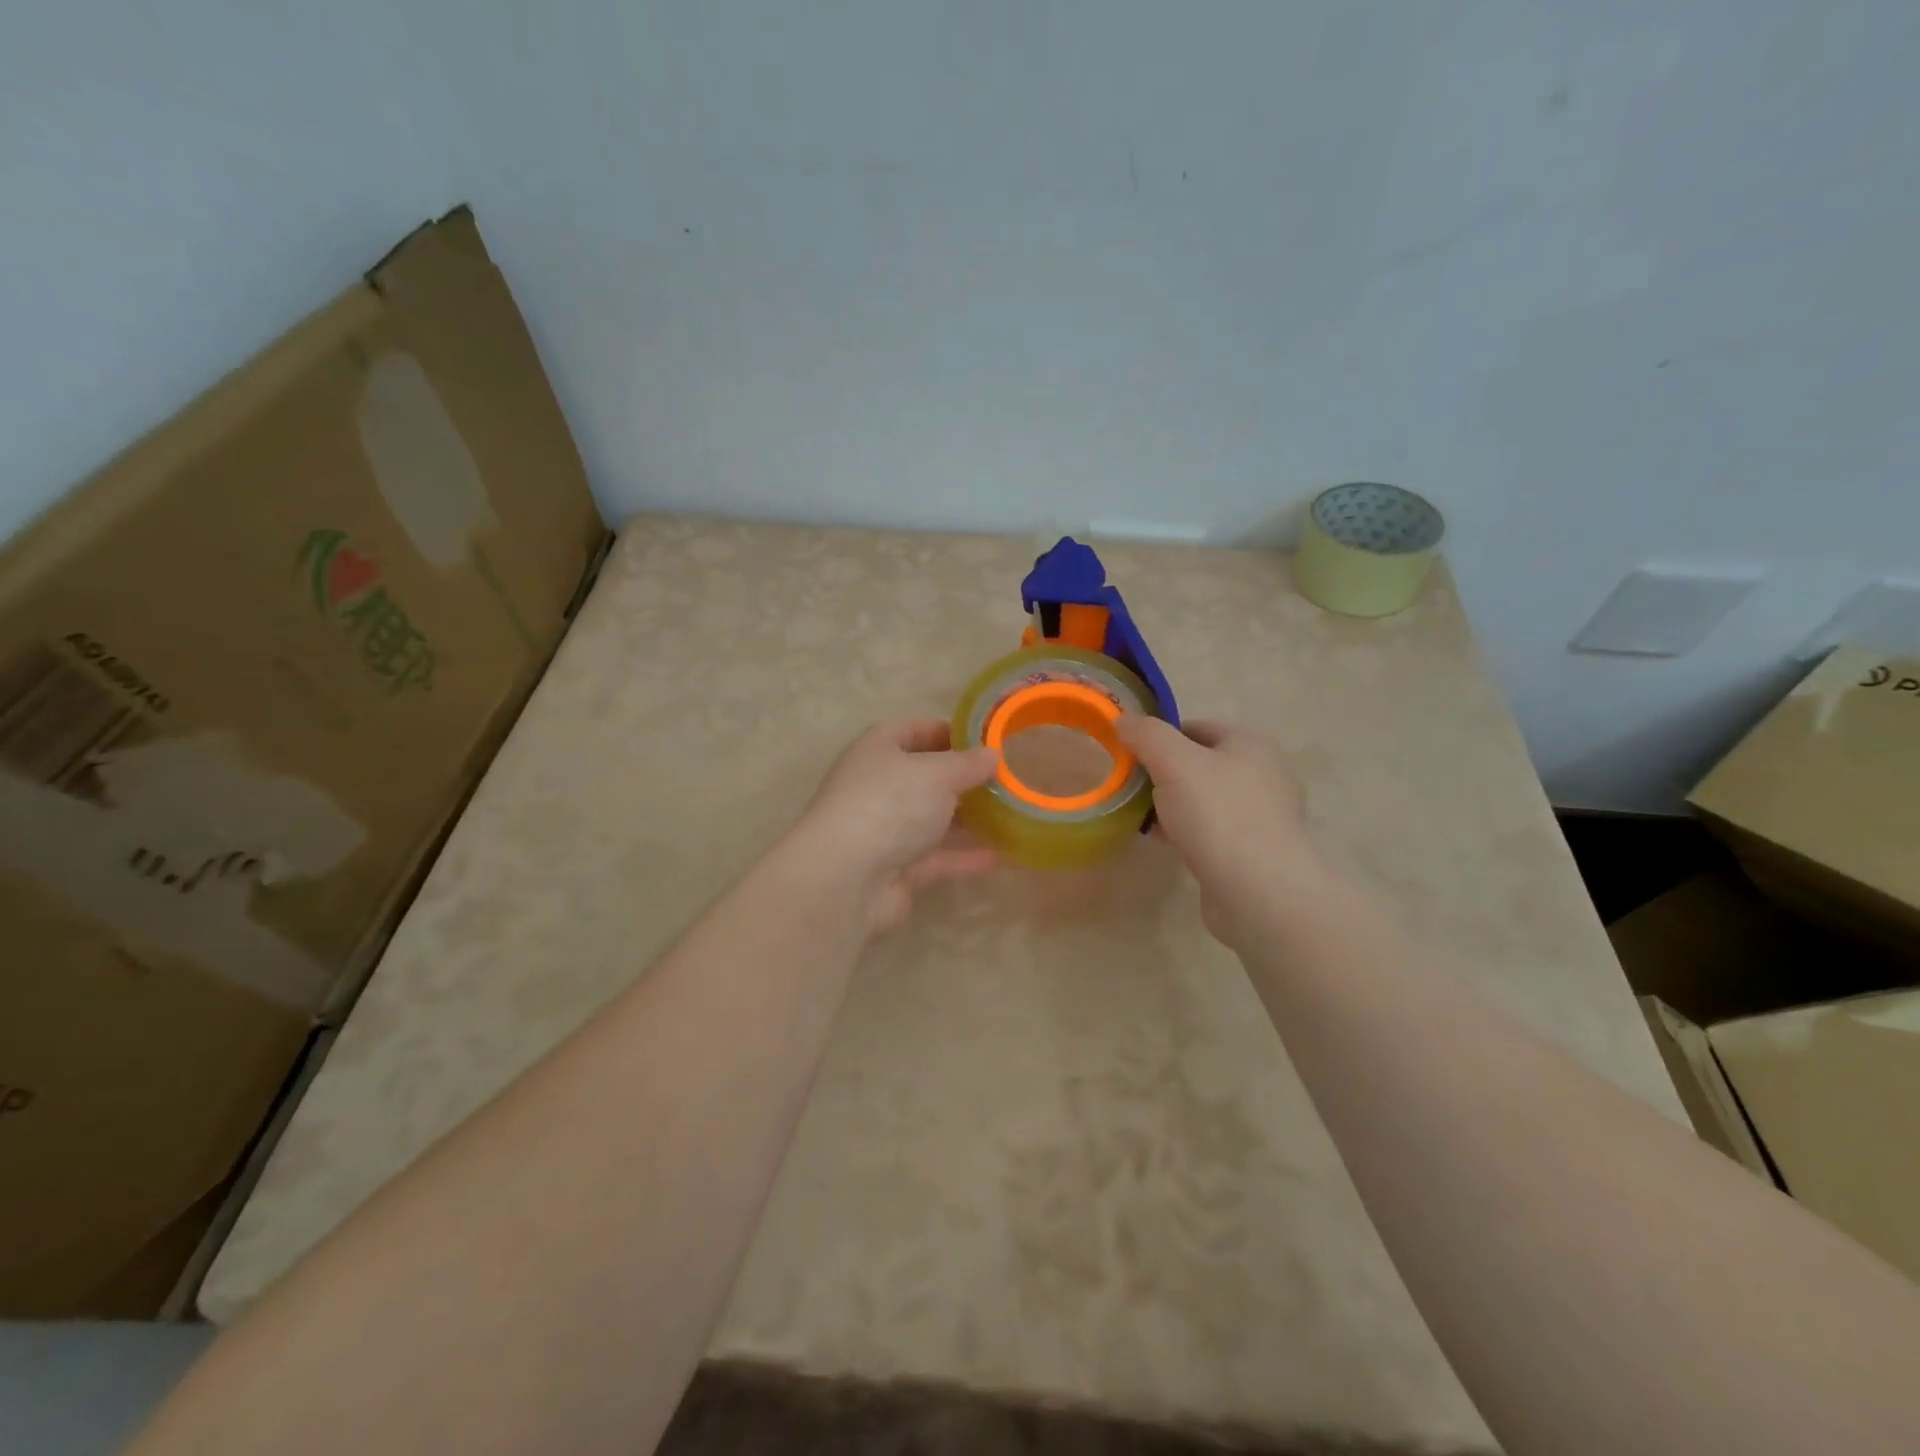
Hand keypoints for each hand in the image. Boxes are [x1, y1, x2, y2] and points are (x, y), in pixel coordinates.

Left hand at [789, 719, 999, 934]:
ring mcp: (884, 830)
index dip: (948, 732)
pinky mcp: (894, 869)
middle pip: (923, 777)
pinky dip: (962, 856)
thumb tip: (992, 754)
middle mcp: (877, 786)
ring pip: (929, 819)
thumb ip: (968, 764)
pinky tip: (997, 855)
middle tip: (1003, 779)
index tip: (986, 740)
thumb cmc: (890, 805)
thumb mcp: (937, 774)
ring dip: (964, 818)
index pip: (913, 730)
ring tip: (1007, 814)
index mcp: (877, 750)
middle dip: (961, 779)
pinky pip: (935, 858)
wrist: (847, 879)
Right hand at [1115, 716, 1323, 946]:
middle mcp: (1263, 775)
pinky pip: (1211, 832)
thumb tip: (1124, 720)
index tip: (1130, 758)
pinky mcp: (1254, 851)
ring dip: (1171, 808)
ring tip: (1144, 821)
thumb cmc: (1218, 815)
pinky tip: (1166, 844)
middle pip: (1198, 765)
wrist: (1260, 892)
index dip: (1159, 738)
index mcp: (1251, 745)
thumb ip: (1146, 735)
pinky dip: (1186, 834)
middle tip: (1133, 791)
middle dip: (1162, 777)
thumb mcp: (1173, 762)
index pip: (1196, 727)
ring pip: (1203, 800)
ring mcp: (1262, 816)